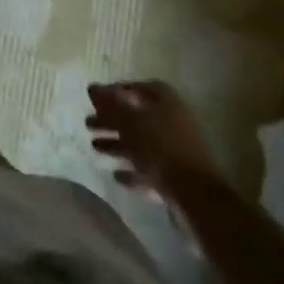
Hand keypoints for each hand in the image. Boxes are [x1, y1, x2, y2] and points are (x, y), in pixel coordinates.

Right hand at [86, 80, 222, 200]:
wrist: (195, 195)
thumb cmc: (160, 148)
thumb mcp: (129, 121)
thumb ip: (110, 104)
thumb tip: (92, 87)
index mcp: (166, 102)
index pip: (138, 88)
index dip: (116, 91)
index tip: (96, 100)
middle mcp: (173, 122)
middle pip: (137, 117)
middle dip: (111, 120)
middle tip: (88, 125)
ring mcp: (176, 151)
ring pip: (141, 143)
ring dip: (118, 145)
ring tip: (94, 148)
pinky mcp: (177, 177)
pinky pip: (150, 169)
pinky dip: (132, 170)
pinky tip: (116, 175)